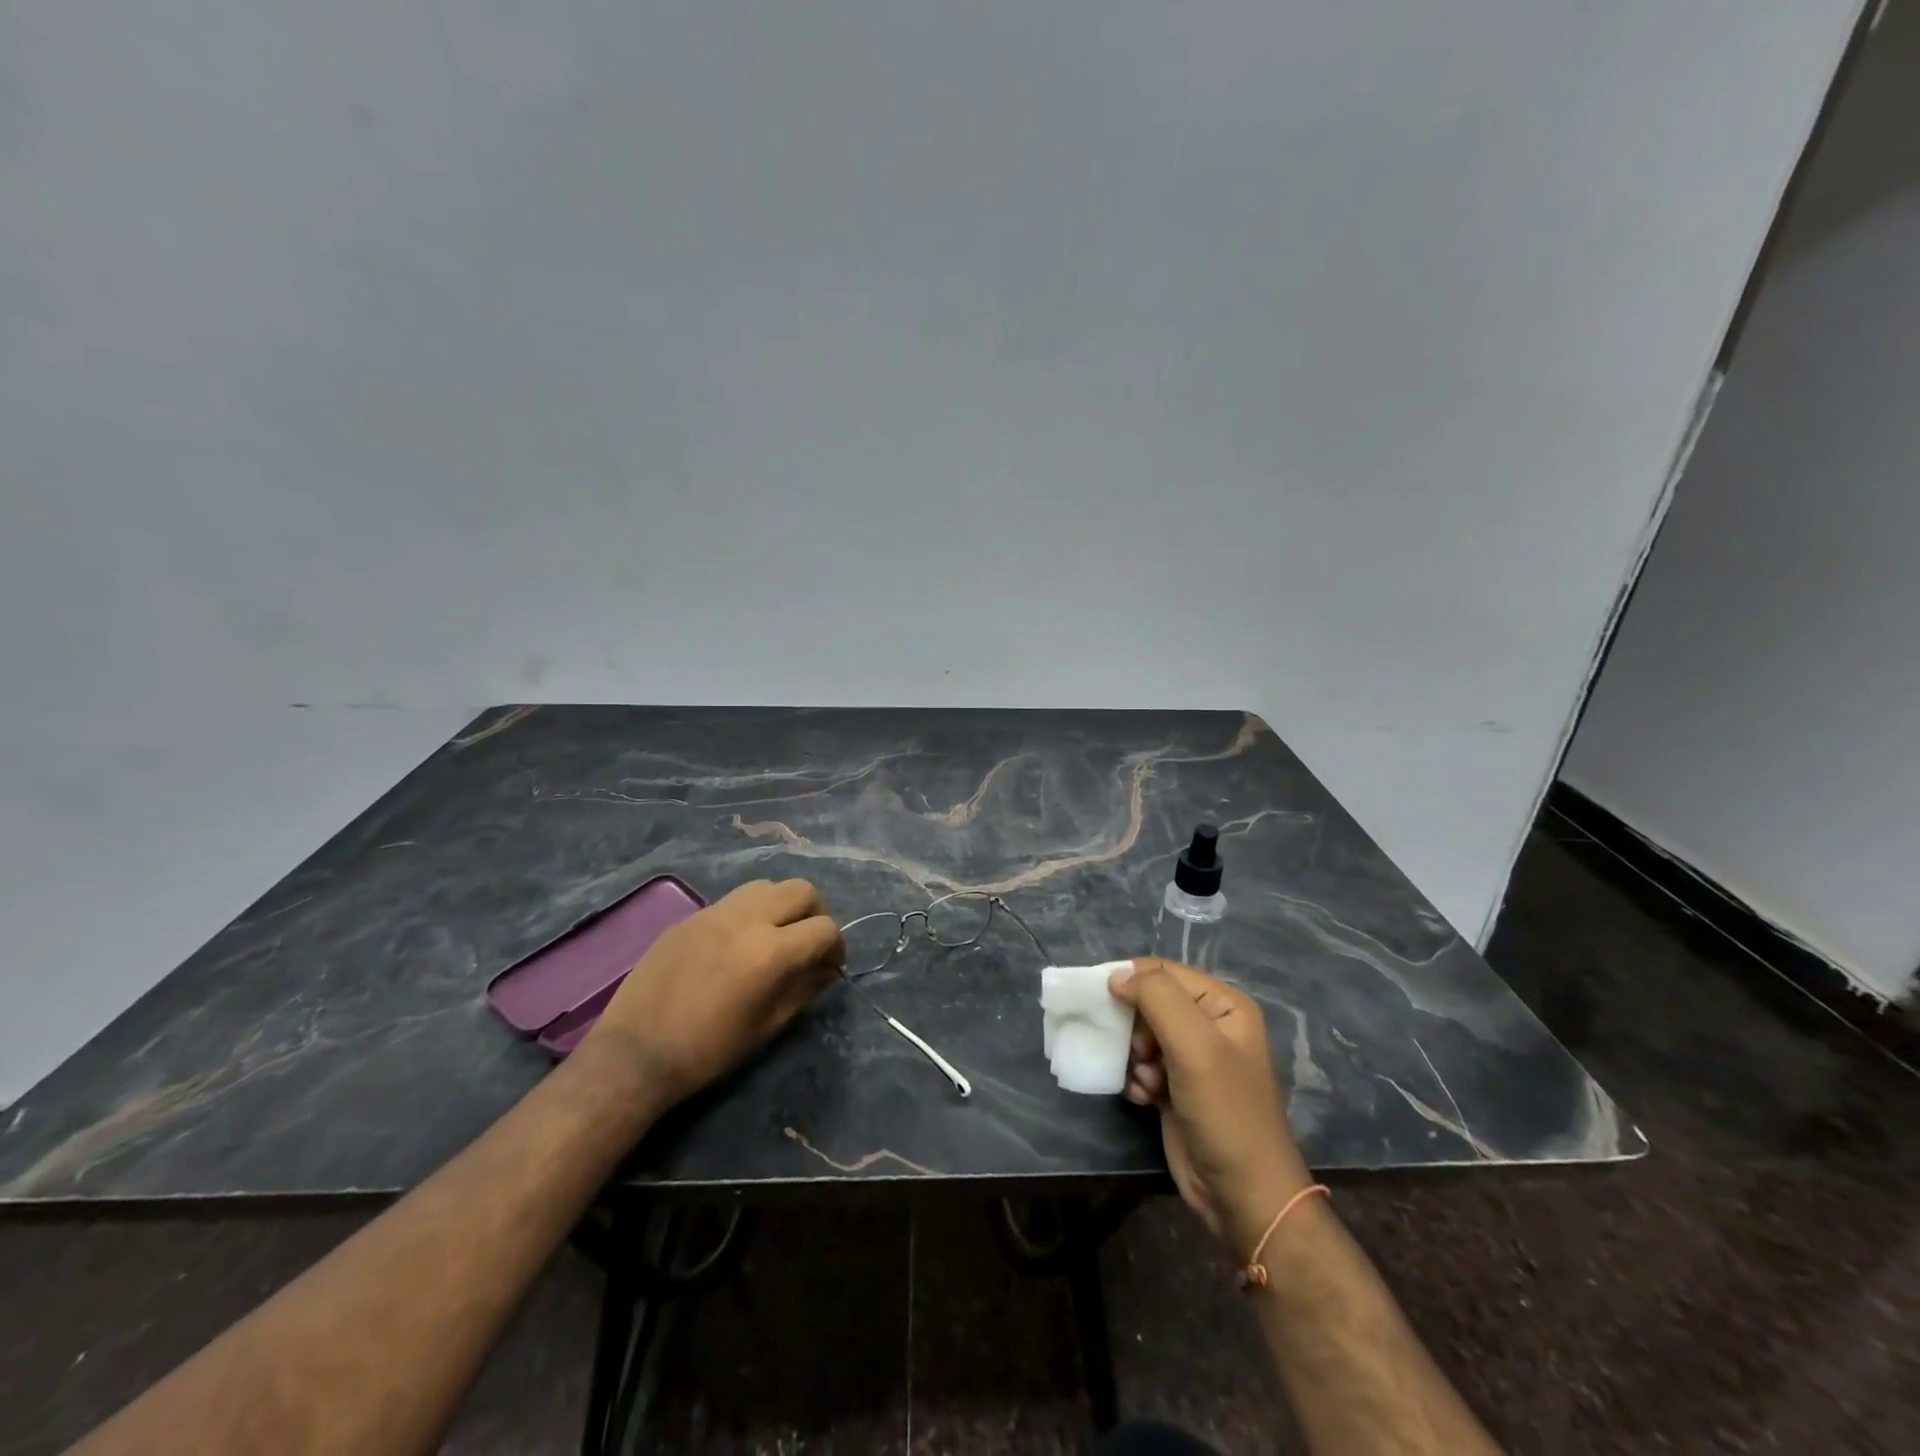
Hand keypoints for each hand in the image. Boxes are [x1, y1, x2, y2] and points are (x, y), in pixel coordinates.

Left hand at [582, 878, 844, 1107]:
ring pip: (767, 886)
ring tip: (774, 935)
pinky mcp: (691, 915)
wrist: (636, 1052)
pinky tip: (737, 943)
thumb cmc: (709, 1050)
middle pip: (801, 890)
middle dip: (815, 913)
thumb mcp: (768, 1025)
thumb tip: (828, 969)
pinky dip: (750, 911)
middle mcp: (748, 919)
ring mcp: (716, 912)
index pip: (825, 928)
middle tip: (807, 942)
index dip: (837, 946)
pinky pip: (734, 899)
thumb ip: (805, 988)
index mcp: (772, 951)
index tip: (831, 965)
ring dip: (781, 905)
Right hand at [1109, 958, 1313, 1255]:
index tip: (1103, 1002)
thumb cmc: (1225, 1112)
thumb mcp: (1194, 1045)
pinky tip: (1142, 1098)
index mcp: (1223, 1005)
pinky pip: (1142, 1066)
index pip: (1164, 972)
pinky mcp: (1176, 1088)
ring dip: (1133, 1056)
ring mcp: (1193, 1059)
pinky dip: (1136, 1078)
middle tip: (1138, 1052)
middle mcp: (1209, 1025)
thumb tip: (1116, 976)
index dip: (1131, 981)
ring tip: (1144, 1080)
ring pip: (1141, 1035)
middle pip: (1149, 1003)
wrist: (1243, 1196)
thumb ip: (1156, 998)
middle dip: (1134, 1026)